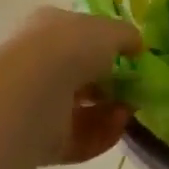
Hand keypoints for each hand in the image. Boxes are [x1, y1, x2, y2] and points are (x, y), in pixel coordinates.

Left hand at [0, 7, 142, 164]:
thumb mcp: (110, 30)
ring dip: (110, 111)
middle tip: (134, 89)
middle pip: (80, 76)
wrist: (31, 93)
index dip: (106, 46)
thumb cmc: (70, 47)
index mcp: (48, 29)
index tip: (131, 58)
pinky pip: (77, 138)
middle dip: (110, 84)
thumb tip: (136, 46)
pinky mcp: (39, 140)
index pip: (78, 35)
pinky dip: (101, 134)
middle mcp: (38, 65)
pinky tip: (119, 126)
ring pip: (80, 109)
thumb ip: (126, 36)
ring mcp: (36, 104)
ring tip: (129, 110)